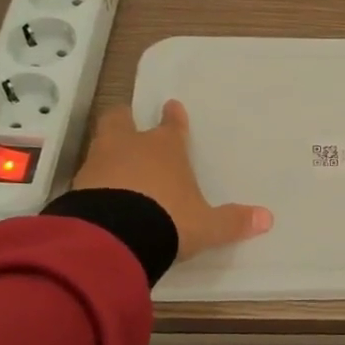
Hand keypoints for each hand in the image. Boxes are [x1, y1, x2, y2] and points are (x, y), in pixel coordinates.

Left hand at [73, 100, 272, 261]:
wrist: (114, 237)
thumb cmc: (168, 219)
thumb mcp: (206, 226)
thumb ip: (232, 221)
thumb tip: (267, 219)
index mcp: (165, 148)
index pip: (170, 126)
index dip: (172, 118)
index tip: (171, 106)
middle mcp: (130, 147)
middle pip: (120, 120)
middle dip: (124, 119)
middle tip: (127, 121)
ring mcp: (99, 163)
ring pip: (101, 144)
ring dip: (107, 150)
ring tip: (112, 161)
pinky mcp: (77, 186)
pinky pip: (87, 176)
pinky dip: (94, 181)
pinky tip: (99, 194)